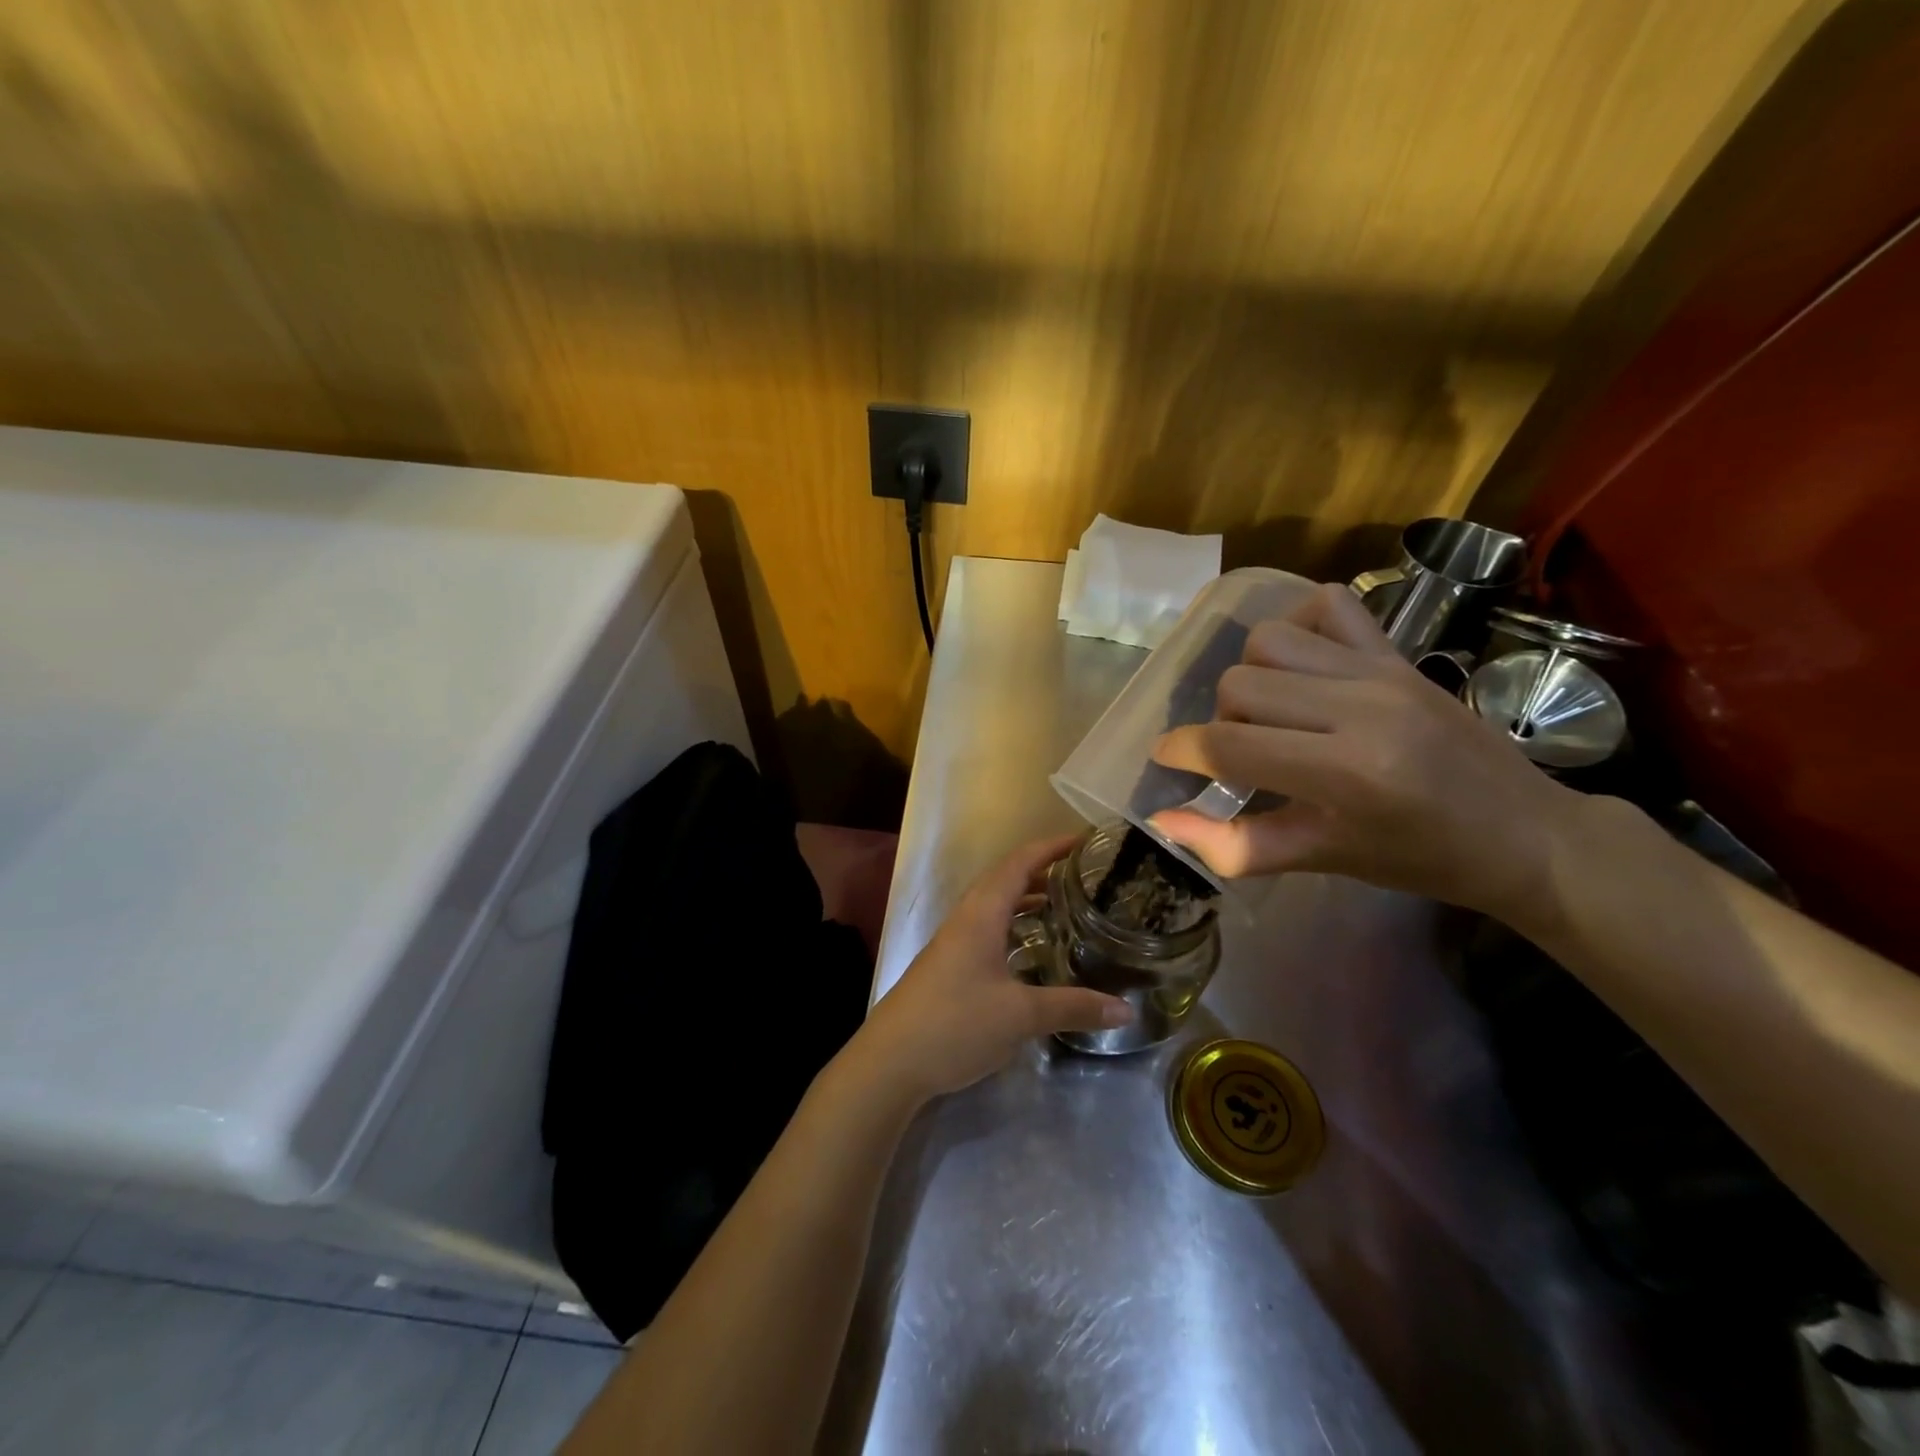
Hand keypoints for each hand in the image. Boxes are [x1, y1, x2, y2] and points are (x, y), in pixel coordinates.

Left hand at [852, 836, 1133, 1103]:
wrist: (890, 1062)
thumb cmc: (956, 1024)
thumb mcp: (1021, 1015)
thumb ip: (1073, 1007)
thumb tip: (1125, 1009)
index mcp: (981, 914)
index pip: (1019, 863)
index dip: (1051, 847)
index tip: (1085, 841)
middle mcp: (966, 919)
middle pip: (1006, 880)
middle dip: (1043, 872)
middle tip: (1084, 877)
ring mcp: (954, 943)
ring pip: (995, 907)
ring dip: (1027, 900)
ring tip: (1065, 907)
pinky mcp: (949, 966)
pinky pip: (988, 930)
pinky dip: (1014, 928)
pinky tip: (1032, 952)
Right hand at [1149, 582, 1585, 919]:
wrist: (1524, 832)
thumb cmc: (1419, 858)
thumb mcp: (1322, 859)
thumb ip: (1235, 845)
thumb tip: (1163, 822)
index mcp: (1346, 771)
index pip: (1229, 744)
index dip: (1181, 751)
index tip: (1169, 760)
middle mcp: (1361, 706)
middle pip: (1239, 684)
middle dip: (1221, 721)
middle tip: (1246, 753)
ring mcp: (1382, 670)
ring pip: (1270, 640)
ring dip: (1253, 677)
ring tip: (1275, 713)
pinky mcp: (1397, 652)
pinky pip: (1327, 607)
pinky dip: (1299, 627)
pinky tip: (1303, 668)